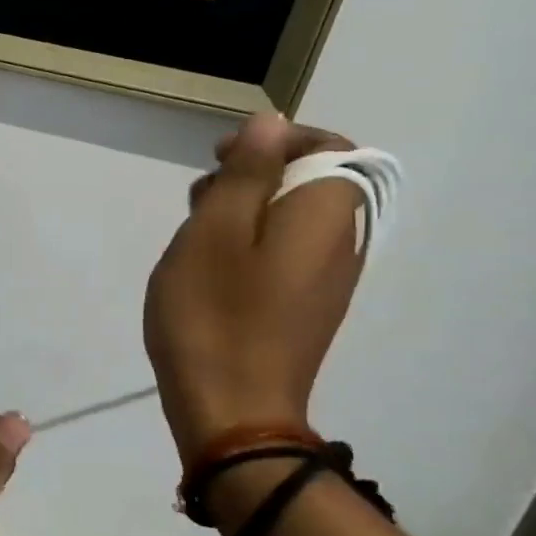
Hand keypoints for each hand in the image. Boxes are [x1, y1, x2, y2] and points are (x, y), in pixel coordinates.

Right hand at [144, 113, 365, 463]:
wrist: (232, 411)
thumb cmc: (214, 314)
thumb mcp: (213, 232)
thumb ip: (246, 173)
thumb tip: (271, 124)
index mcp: (324, 214)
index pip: (326, 146)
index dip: (274, 140)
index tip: (220, 158)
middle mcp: (341, 241)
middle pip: (308, 181)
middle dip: (252, 175)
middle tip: (197, 201)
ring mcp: (326, 279)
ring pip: (290, 218)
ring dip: (242, 211)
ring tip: (194, 239)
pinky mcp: (305, 307)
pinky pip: (284, 252)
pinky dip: (248, 245)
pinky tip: (209, 271)